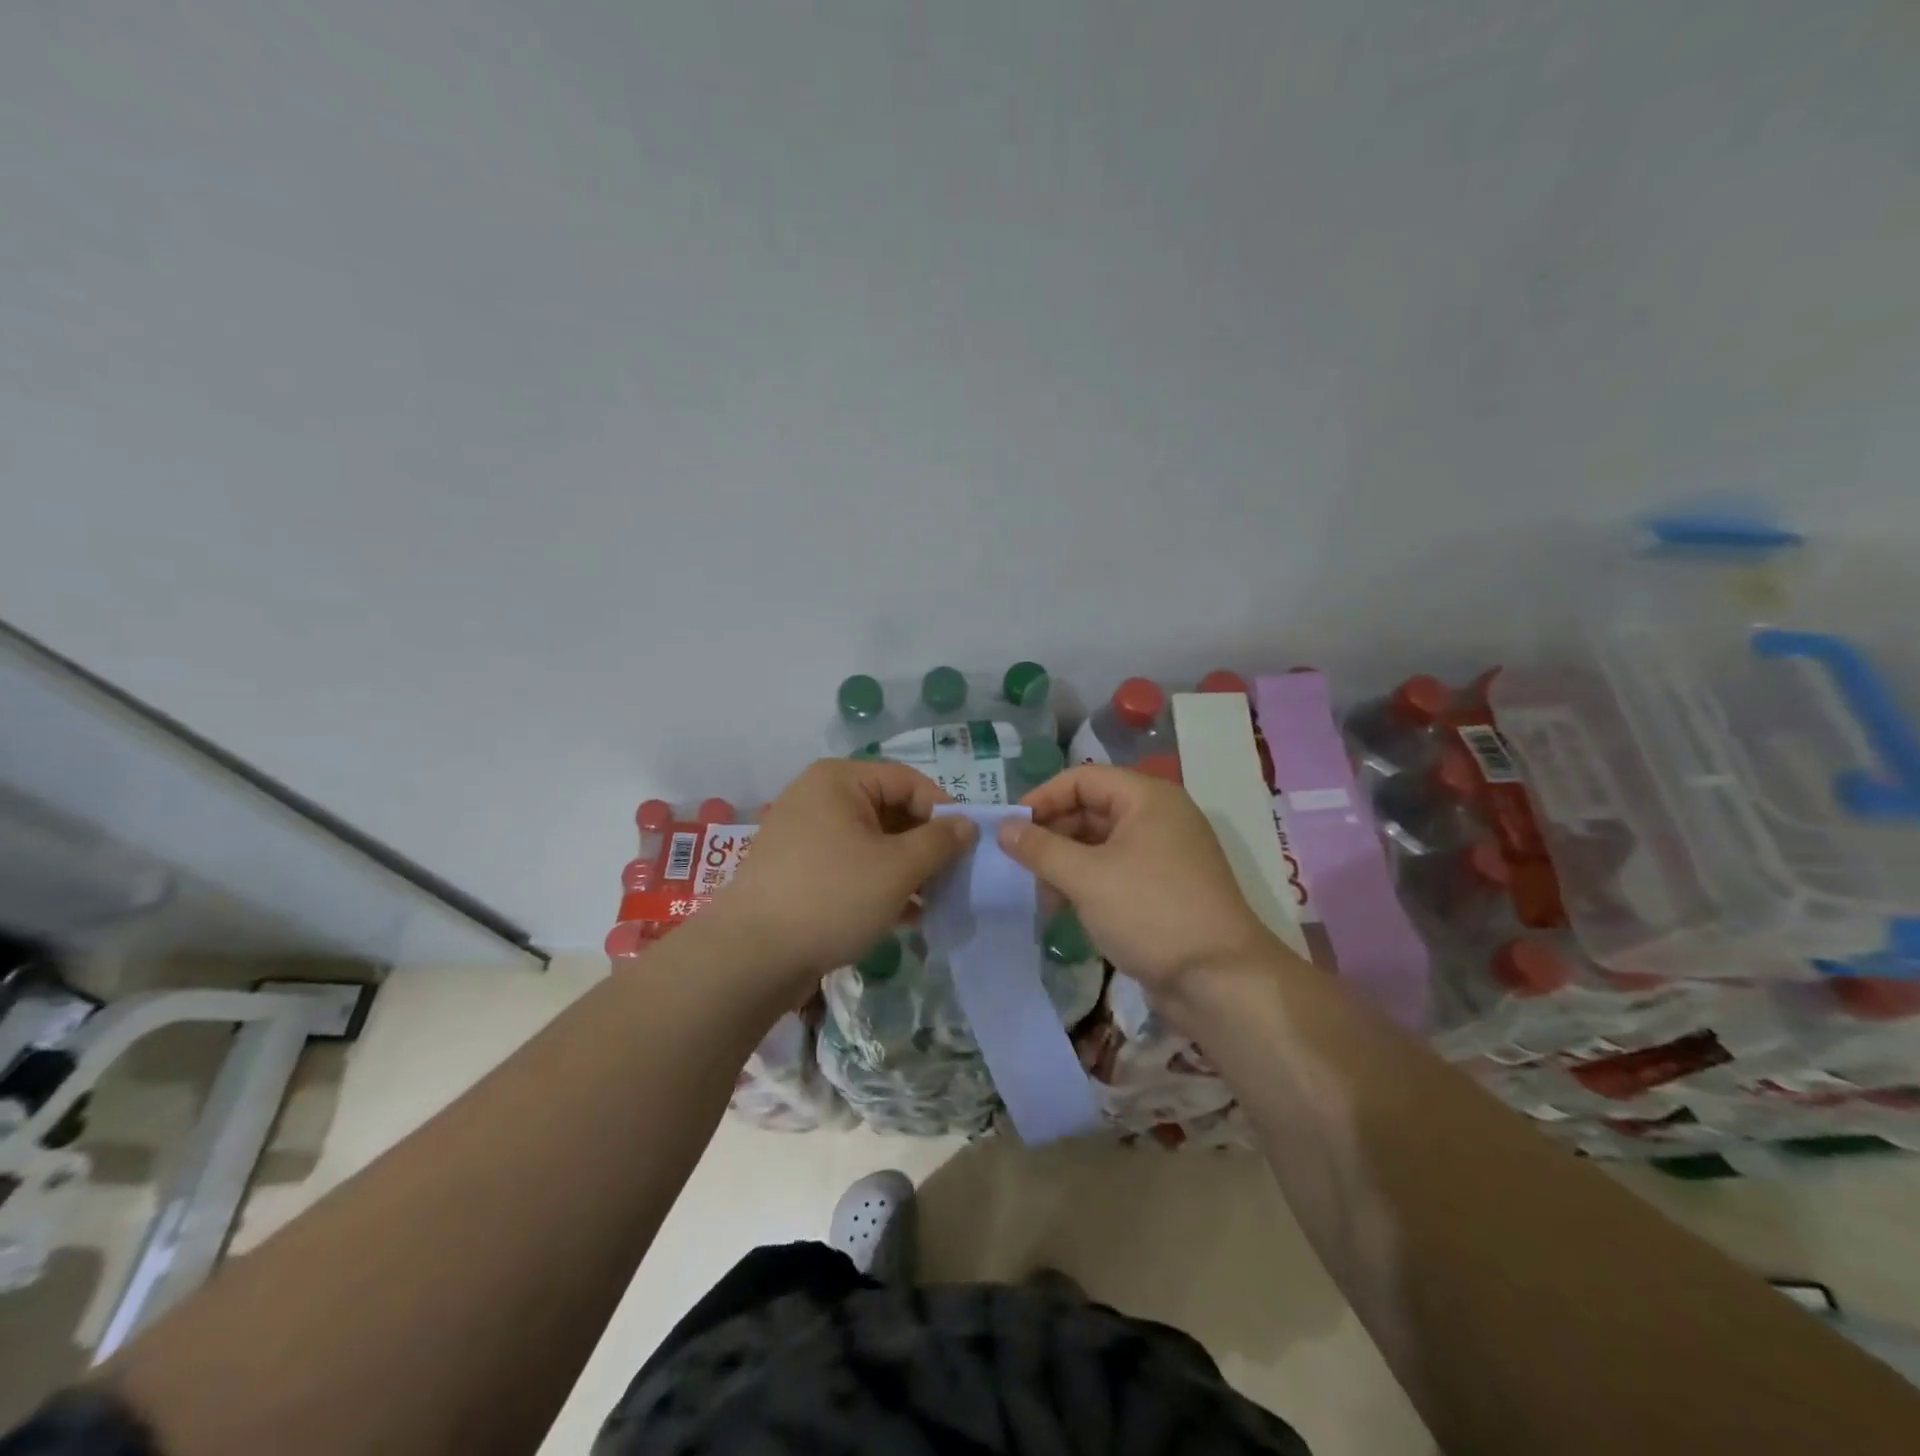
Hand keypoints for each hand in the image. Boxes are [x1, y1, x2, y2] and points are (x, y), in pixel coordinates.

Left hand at [708, 759, 976, 988]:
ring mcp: (804, 835)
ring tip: (934, 902)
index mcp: (839, 781)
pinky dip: (879, 884)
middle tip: (954, 878)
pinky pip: (850, 866)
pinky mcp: (798, 871)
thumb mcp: (897, 868)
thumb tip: (967, 824)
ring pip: (872, 843)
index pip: (908, 781)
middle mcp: (818, 798)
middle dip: (925, 846)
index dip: (944, 810)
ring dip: (906, 870)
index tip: (969, 847)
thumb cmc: (832, 897)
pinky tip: (905, 916)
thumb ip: (939, 841)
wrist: (751, 957)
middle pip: (889, 811)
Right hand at [999, 765, 1287, 1006]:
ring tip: (1039, 893)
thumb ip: (1040, 849)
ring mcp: (1164, 854)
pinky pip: (1115, 871)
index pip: (1082, 779)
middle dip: (1052, 835)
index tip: (1009, 829)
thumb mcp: (1086, 877)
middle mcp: (1158, 817)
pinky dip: (1087, 883)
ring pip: (1101, 844)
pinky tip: (1063, 908)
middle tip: (1018, 864)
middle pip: (1091, 809)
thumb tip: (1004, 828)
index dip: (1042, 798)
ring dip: (1066, 863)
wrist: (1220, 981)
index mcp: (1147, 798)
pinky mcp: (1164, 888)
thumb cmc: (1151, 912)